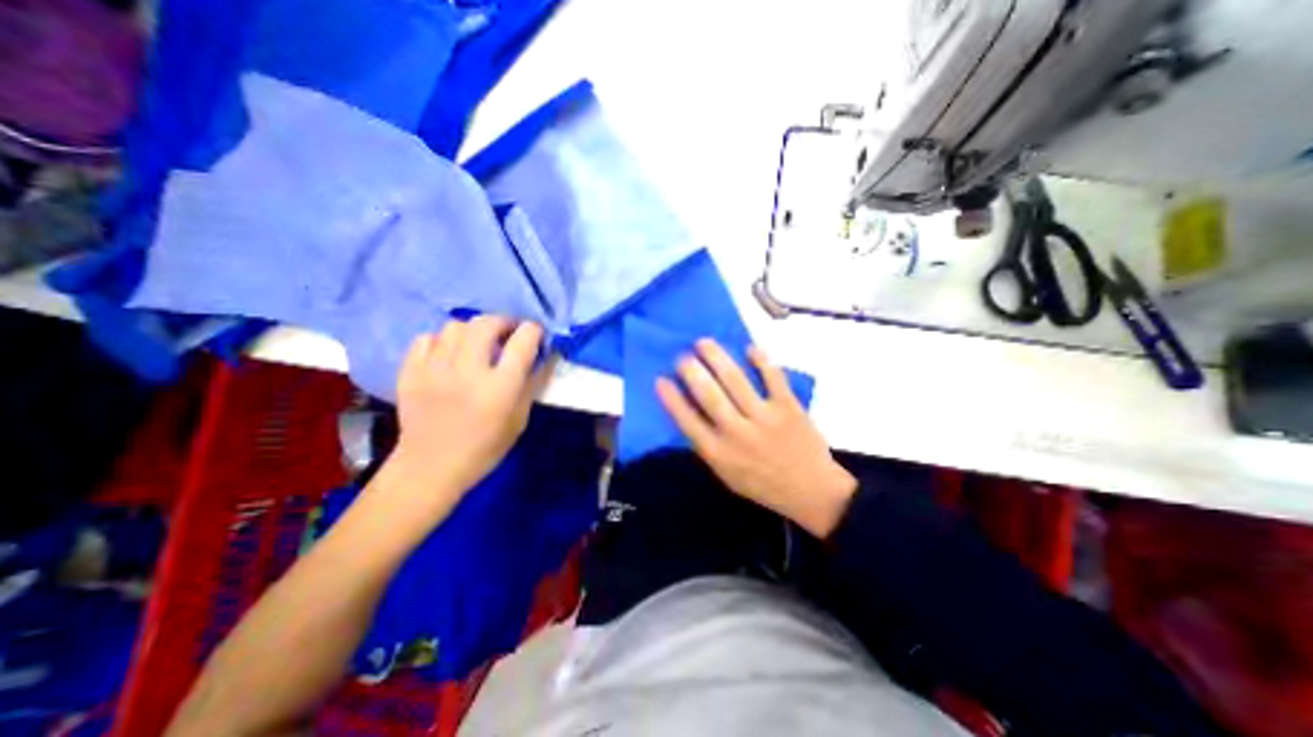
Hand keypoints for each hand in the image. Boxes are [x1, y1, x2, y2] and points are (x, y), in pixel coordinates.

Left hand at [388, 314, 550, 508]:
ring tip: (477, 344)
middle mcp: (468, 371)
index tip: (535, 335)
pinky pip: (427, 338)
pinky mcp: (410, 372)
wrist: (430, 467)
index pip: (523, 340)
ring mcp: (435, 369)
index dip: (534, 331)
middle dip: (503, 321)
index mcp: (500, 386)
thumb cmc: (485, 447)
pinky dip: (442, 341)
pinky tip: (449, 354)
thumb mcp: (520, 419)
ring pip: (456, 326)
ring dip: (473, 330)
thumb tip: (545, 356)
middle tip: (508, 333)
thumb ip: (532, 384)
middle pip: (487, 324)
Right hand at [655, 343, 856, 537]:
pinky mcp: (788, 407)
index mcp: (719, 453)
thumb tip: (691, 414)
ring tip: (703, 343)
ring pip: (735, 381)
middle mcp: (737, 433)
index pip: (687, 421)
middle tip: (682, 356)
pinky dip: (761, 360)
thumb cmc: (763, 484)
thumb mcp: (727, 475)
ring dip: (717, 358)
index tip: (660, 379)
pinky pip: (772, 377)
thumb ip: (709, 446)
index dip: (671, 399)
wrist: (810, 491)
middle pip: (709, 395)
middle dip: (692, 371)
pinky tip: (749, 347)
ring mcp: (764, 418)